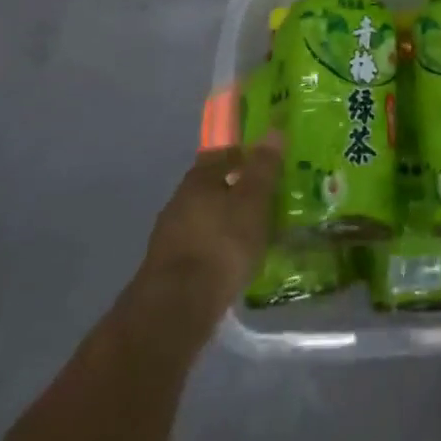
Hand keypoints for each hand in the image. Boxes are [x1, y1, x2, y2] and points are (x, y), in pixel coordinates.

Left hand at [132, 133, 282, 337]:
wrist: (175, 310)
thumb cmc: (221, 244)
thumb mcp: (252, 201)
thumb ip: (263, 167)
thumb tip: (274, 130)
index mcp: (198, 178)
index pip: (222, 153)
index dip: (244, 156)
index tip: (265, 165)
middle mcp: (179, 200)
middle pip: (211, 186)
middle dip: (234, 191)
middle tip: (262, 200)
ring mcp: (169, 236)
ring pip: (204, 218)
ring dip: (224, 222)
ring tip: (250, 234)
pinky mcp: (166, 269)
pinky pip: (198, 247)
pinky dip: (214, 249)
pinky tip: (229, 263)